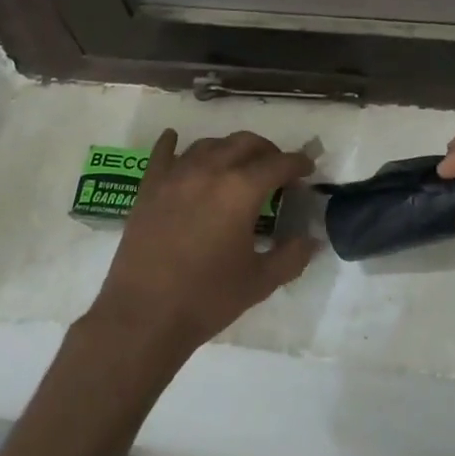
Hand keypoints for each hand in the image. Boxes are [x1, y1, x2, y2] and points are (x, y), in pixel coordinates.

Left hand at [87, 129, 316, 364]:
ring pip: (209, 145)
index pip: (278, 164)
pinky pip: (162, 154)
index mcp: (241, 190)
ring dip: (229, 148)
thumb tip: (311, 240)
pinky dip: (172, 143)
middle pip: (244, 143)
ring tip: (237, 165)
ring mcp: (175, 176)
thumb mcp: (259, 282)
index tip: (308, 169)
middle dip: (267, 151)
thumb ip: (291, 256)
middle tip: (277, 169)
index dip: (297, 163)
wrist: (143, 317)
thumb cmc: (207, 299)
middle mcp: (209, 171)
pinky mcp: (149, 188)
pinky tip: (174, 138)